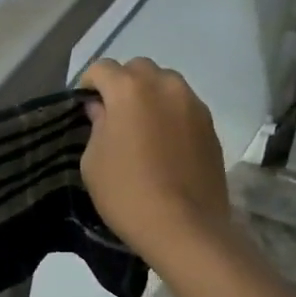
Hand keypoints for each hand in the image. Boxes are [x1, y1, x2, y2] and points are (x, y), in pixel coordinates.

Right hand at [79, 58, 230, 268]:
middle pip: (138, 69)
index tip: (85, 107)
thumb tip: (102, 109)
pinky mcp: (211, 126)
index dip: (89, 85)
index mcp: (129, 89)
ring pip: (166, 84)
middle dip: (122, 84)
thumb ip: (96, 125)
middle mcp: (164, 86)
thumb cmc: (126, 192)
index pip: (102, 69)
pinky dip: (171, 115)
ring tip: (142, 127)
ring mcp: (193, 104)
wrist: (184, 227)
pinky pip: (184, 107)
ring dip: (150, 96)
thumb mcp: (93, 160)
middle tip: (114, 115)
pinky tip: (164, 144)